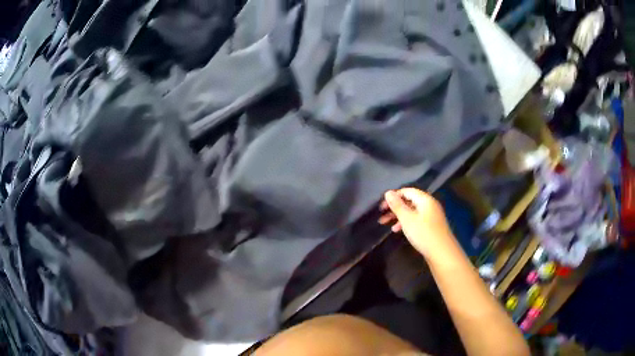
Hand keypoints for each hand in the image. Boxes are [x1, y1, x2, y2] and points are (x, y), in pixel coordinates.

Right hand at [379, 188, 454, 257]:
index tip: (382, 206)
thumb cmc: (423, 233)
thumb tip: (388, 192)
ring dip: (398, 216)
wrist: (441, 252)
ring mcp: (431, 215)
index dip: (393, 196)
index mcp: (425, 199)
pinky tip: (398, 230)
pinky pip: (416, 219)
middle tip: (381, 215)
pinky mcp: (431, 226)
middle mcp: (429, 204)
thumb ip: (397, 205)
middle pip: (409, 201)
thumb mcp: (407, 219)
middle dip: (394, 207)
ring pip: (412, 211)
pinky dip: (406, 222)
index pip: (407, 191)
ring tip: (385, 223)